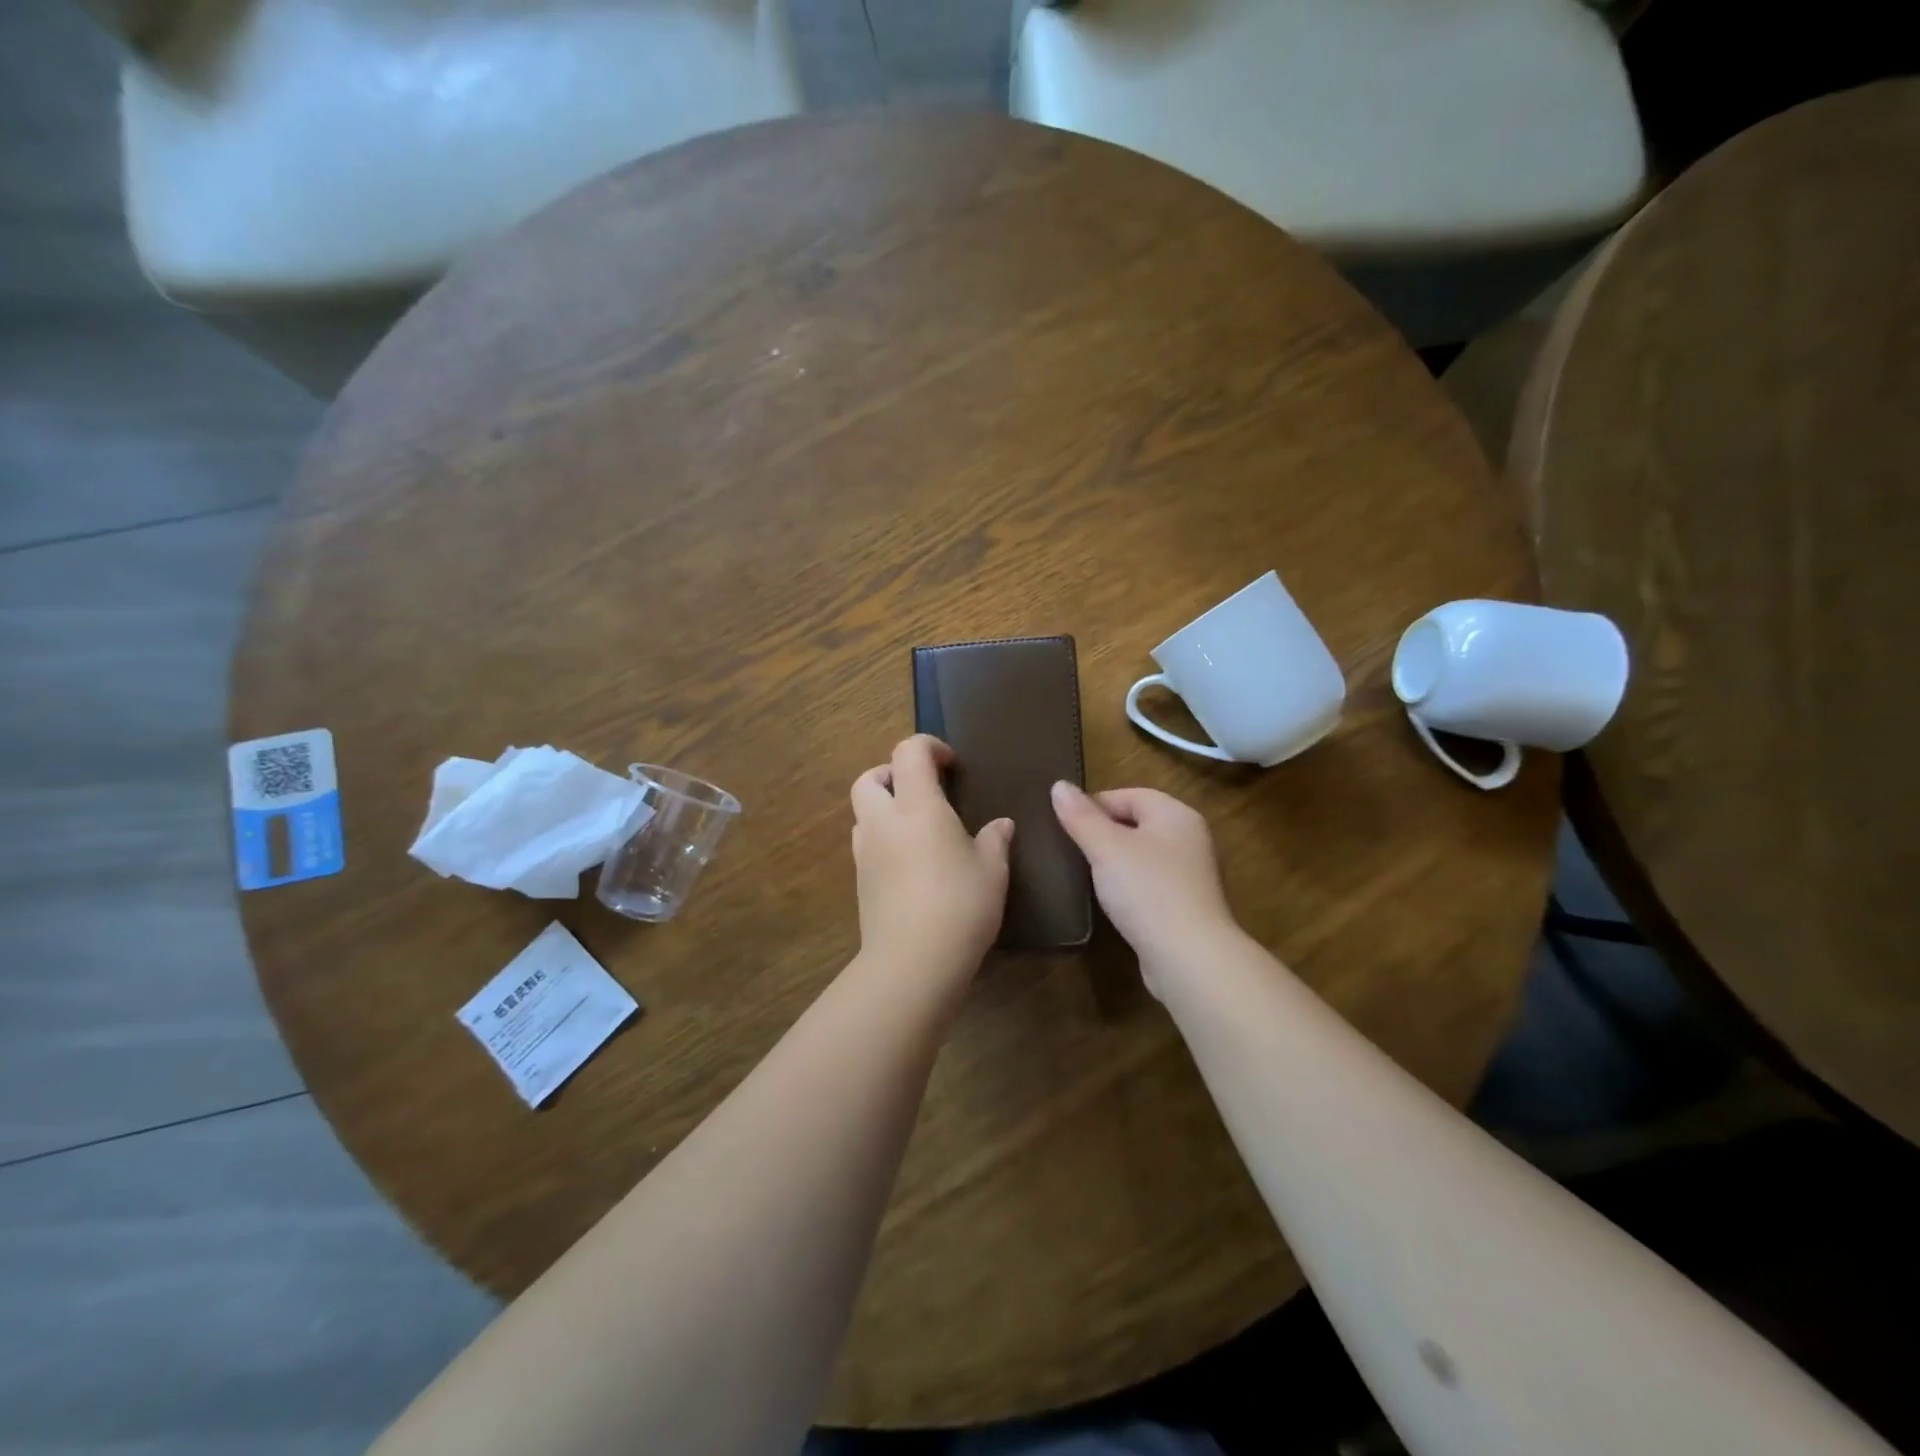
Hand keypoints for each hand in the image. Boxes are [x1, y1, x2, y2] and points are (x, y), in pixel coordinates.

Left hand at [850, 735, 1013, 981]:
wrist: (912, 962)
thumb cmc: (960, 905)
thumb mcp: (992, 871)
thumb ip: (995, 840)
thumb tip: (1001, 825)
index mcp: (917, 806)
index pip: (908, 752)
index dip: (930, 747)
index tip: (953, 766)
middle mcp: (884, 821)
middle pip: (870, 778)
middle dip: (894, 774)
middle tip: (925, 791)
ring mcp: (866, 852)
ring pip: (863, 811)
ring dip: (885, 807)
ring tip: (919, 828)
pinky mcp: (861, 881)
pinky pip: (867, 844)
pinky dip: (884, 839)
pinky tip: (911, 863)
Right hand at [1050, 782, 1239, 993]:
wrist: (1189, 958)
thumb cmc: (1147, 891)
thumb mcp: (1106, 848)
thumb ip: (1081, 816)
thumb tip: (1059, 785)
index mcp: (1176, 815)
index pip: (1128, 795)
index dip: (1094, 805)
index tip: (1064, 824)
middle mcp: (1189, 838)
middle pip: (1136, 823)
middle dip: (1102, 832)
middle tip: (1069, 847)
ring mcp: (1190, 874)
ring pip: (1141, 855)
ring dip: (1113, 862)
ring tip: (1082, 873)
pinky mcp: (1184, 906)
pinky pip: (1148, 884)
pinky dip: (1127, 887)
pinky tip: (1108, 900)